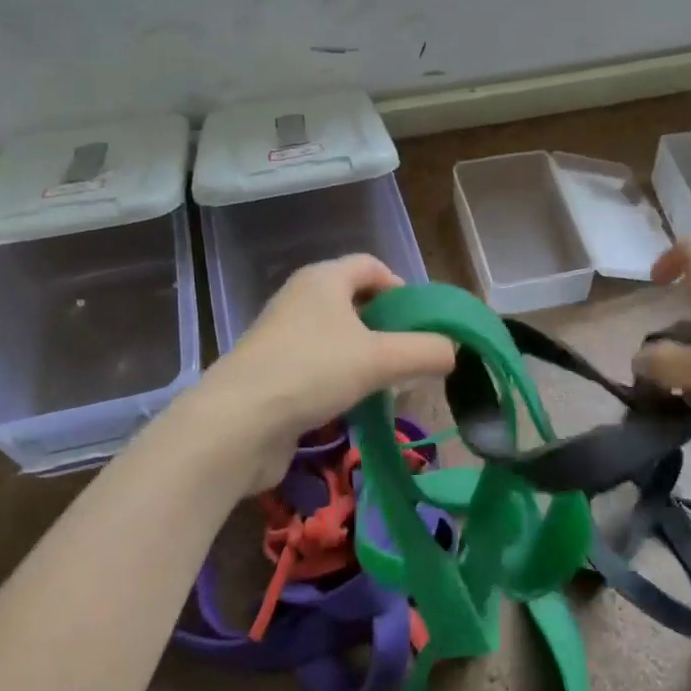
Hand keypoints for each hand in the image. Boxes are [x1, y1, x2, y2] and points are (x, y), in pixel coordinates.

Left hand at [161, 254, 454, 494]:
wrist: (236, 425)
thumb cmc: (312, 372)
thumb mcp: (381, 358)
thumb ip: (426, 351)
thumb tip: (453, 351)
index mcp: (323, 280)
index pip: (371, 265)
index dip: (401, 287)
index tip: (422, 321)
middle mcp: (300, 300)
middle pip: (355, 302)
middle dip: (387, 326)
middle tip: (411, 355)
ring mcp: (282, 338)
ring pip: (338, 338)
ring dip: (366, 357)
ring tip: (389, 385)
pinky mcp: (272, 373)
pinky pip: (319, 366)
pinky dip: (342, 379)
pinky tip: (356, 405)